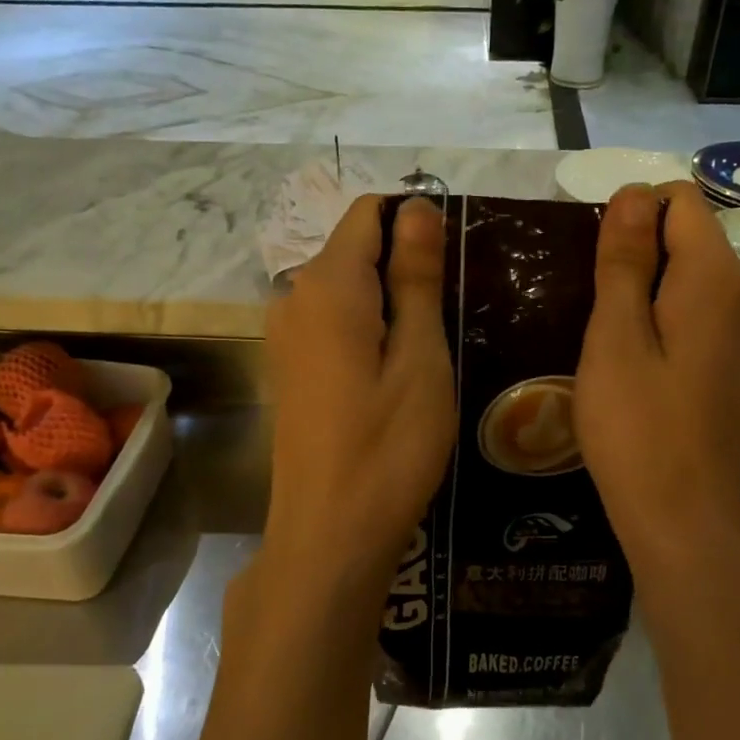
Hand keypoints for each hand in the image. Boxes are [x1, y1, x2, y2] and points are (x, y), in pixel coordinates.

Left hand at [255, 195, 455, 636]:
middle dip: (406, 266)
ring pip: (347, 289)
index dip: (415, 222)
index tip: (454, 266)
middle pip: (356, 250)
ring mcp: (285, 335)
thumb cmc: (388, 448)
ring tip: (433, 350)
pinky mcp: (290, 368)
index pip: (369, 213)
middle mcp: (294, 297)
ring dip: (392, 302)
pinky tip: (396, 375)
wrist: (328, 534)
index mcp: (329, 285)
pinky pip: (334, 323)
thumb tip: (416, 205)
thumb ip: (416, 276)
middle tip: (453, 317)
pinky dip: (369, 330)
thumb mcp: (420, 358)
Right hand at [575, 182, 739, 581]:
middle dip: (634, 250)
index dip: (630, 217)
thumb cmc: (636, 426)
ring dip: (641, 286)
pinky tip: (629, 358)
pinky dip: (657, 315)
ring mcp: (738, 330)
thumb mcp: (615, 336)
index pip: (678, 199)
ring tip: (604, 333)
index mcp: (713, 276)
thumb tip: (633, 191)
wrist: (680, 517)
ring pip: (685, 274)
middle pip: (685, 233)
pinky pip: (691, 310)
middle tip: (592, 307)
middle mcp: (739, 293)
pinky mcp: (727, 361)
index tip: (595, 267)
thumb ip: (624, 259)